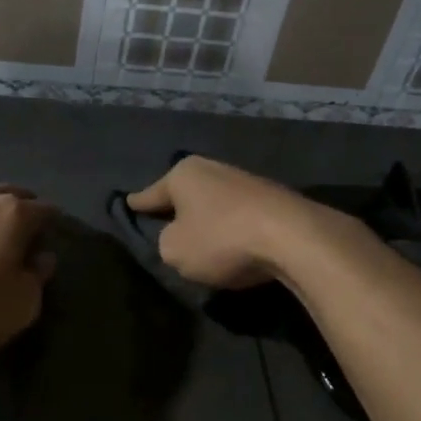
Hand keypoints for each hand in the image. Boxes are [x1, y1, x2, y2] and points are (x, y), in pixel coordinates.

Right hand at [126, 156, 328, 288]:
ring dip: (209, 220)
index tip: (127, 203)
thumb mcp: (174, 251)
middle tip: (165, 226)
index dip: (137, 204)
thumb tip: (180, 237)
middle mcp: (214, 169)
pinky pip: (240, 215)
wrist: (293, 237)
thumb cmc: (222, 239)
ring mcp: (246, 180)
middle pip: (186, 194)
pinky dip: (233, 228)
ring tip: (203, 242)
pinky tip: (235, 244)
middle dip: (177, 210)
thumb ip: (166, 243)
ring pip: (215, 203)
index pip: (151, 193)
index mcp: (183, 174)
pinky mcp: (273, 198)